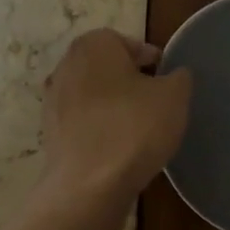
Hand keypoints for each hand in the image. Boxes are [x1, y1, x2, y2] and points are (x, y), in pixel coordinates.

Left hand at [42, 29, 191, 202]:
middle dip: (131, 84)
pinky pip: (84, 123)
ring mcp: (52, 100)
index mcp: (93, 45)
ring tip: (139, 131)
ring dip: (115, 108)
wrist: (89, 185)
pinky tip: (119, 150)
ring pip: (94, 96)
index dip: (152, 62)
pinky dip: (100, 130)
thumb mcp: (175, 96)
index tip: (167, 84)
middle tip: (156, 106)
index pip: (128, 43)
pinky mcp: (50, 133)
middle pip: (108, 68)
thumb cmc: (134, 128)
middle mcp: (65, 65)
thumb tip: (173, 75)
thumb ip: (179, 77)